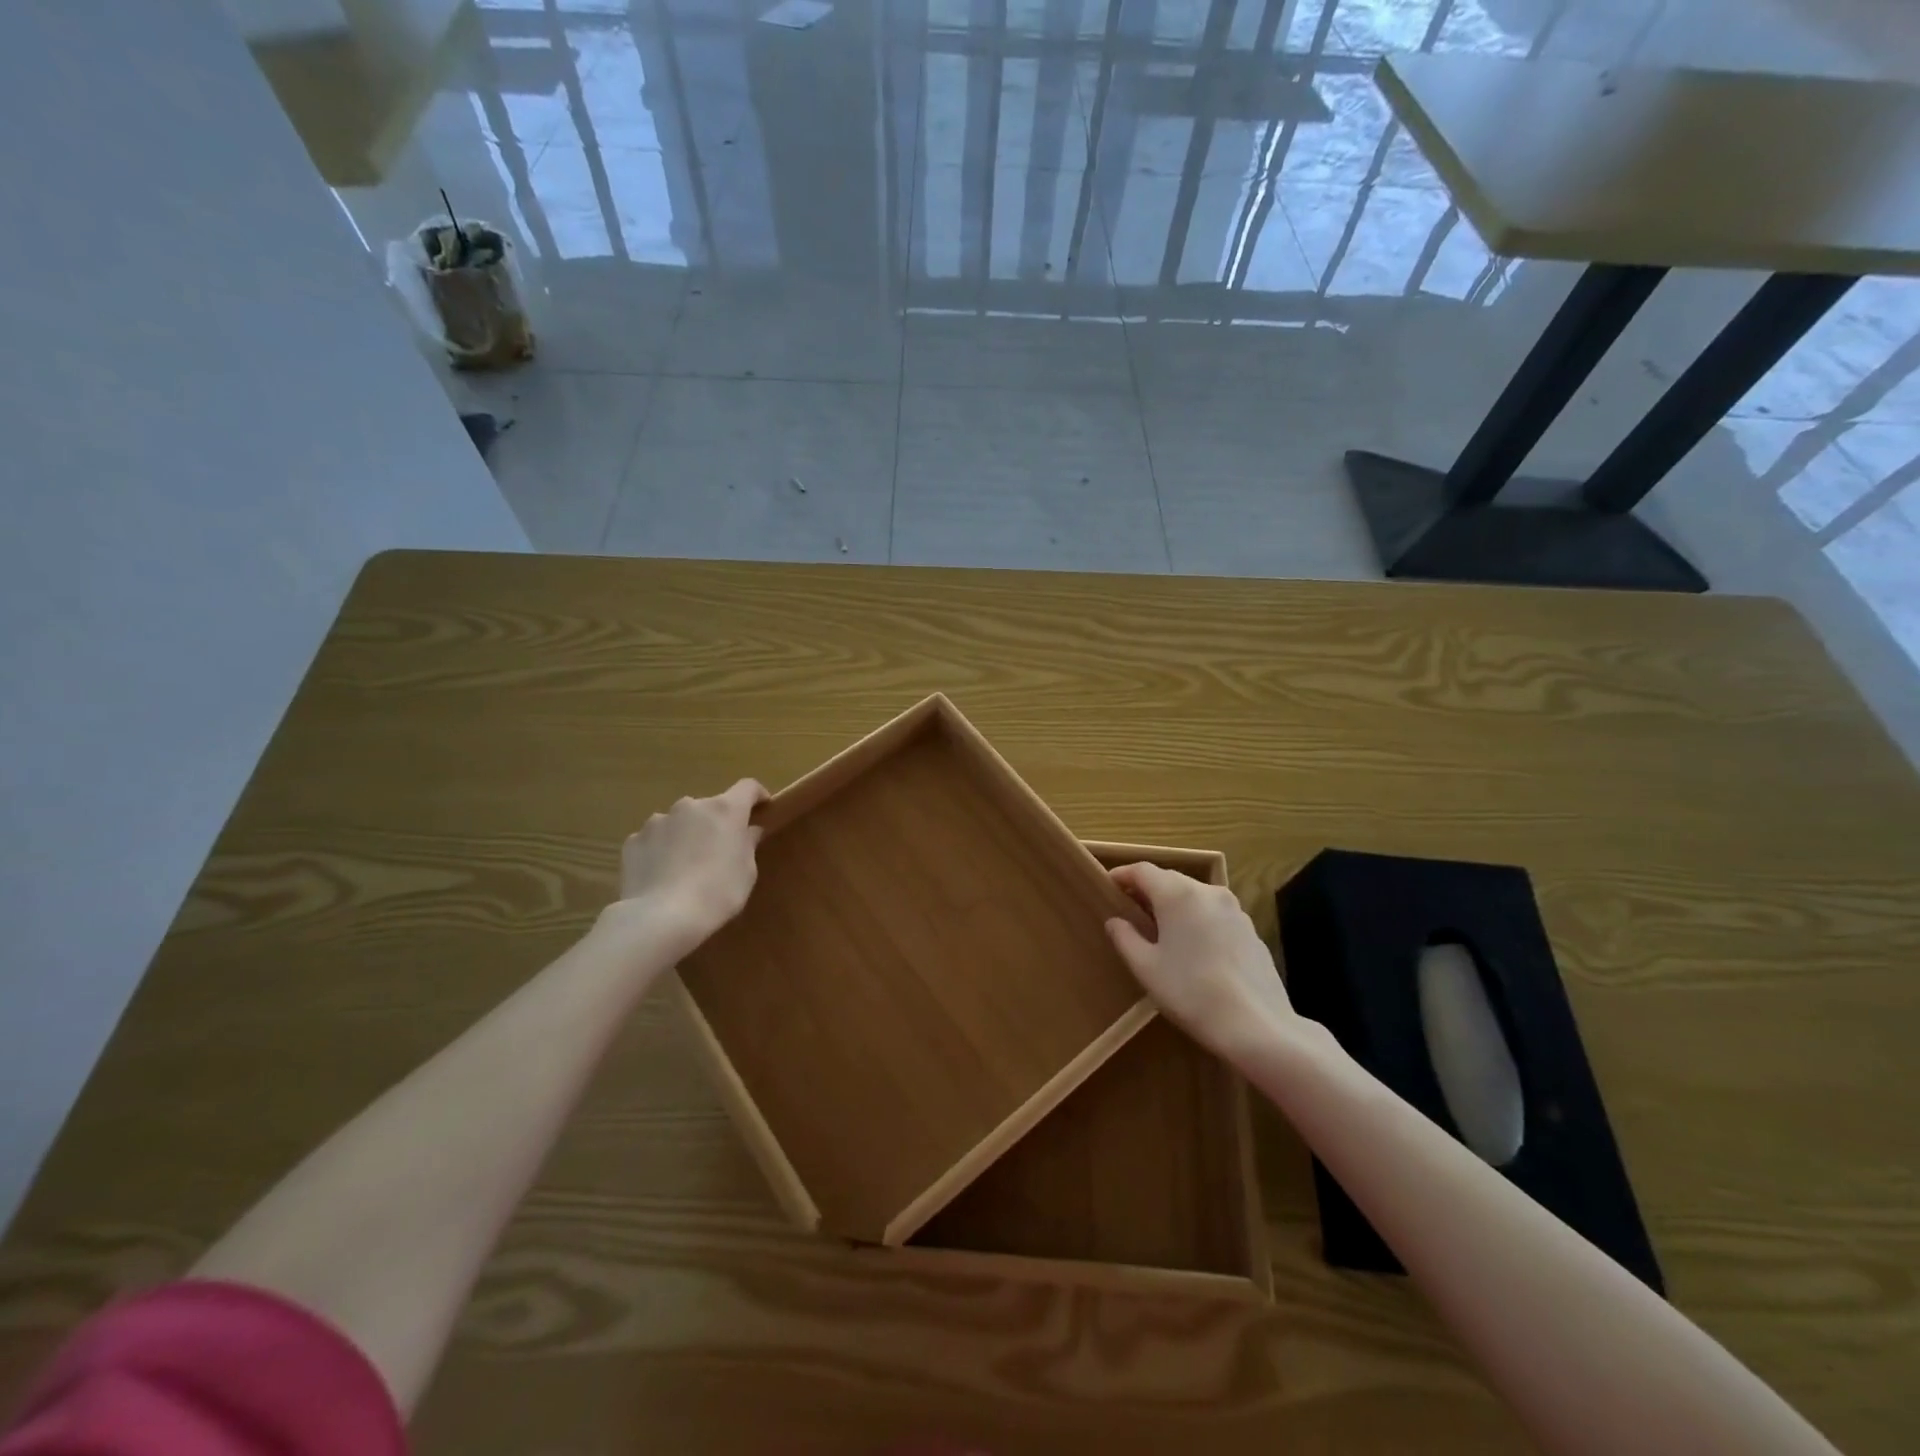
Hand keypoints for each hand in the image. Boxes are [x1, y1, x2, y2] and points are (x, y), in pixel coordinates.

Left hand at [608, 779, 767, 958]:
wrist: (661, 917)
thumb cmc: (717, 893)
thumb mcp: (746, 872)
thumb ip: (748, 844)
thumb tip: (748, 831)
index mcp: (725, 810)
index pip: (748, 787)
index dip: (757, 795)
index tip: (761, 809)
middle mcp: (690, 806)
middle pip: (710, 807)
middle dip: (716, 823)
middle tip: (719, 851)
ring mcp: (658, 821)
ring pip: (680, 822)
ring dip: (687, 835)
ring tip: (685, 866)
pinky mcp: (634, 840)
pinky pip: (655, 839)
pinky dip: (662, 850)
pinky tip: (662, 875)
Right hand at [1104, 863, 1298, 1060]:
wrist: (1257, 1025)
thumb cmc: (1190, 992)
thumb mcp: (1146, 968)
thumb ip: (1125, 938)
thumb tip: (1115, 921)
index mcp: (1178, 894)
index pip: (1143, 870)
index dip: (1122, 875)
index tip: (1107, 885)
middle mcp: (1207, 892)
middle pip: (1170, 879)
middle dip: (1147, 890)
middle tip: (1129, 909)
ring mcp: (1234, 909)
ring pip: (1194, 895)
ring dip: (1173, 904)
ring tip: (1160, 928)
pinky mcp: (1250, 930)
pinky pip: (1214, 913)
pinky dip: (1196, 919)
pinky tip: (1193, 947)